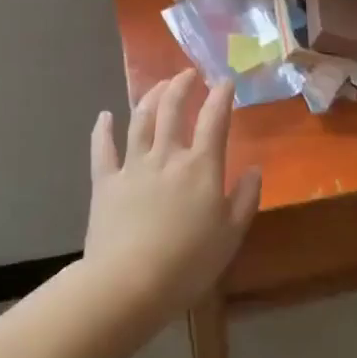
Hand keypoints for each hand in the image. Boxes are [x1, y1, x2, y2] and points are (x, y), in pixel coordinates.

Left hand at [83, 71, 261, 328]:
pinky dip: (103, 129)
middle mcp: (167, 156)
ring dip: (151, 97)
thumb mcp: (231, 235)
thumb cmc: (188, 262)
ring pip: (141, 120)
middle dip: (182, 86)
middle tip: (188, 74)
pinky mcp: (105, 182)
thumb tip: (253, 170)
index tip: (225, 81)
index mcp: (201, 167)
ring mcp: (133, 166)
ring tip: (158, 85)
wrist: (129, 283)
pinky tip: (105, 116)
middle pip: (173, 109)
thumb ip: (245, 198)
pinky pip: (102, 148)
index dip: (221, 96)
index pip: (215, 120)